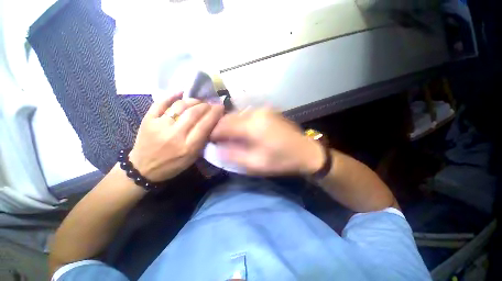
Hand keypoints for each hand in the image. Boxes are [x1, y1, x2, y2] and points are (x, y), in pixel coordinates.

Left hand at [129, 93, 223, 181]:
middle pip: (194, 113)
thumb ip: (203, 139)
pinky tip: (181, 92)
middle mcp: (175, 135)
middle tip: (211, 104)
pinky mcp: (148, 119)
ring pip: (180, 105)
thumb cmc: (173, 164)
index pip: (205, 124)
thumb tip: (212, 122)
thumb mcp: (193, 157)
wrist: (143, 168)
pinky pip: (161, 102)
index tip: (220, 107)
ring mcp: (159, 125)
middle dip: (206, 105)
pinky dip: (172, 95)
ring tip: (198, 101)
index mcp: (188, 146)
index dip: (215, 113)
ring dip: (193, 100)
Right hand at [210, 108, 324, 175]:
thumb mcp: (255, 164)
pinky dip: (240, 122)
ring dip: (230, 125)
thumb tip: (214, 149)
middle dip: (220, 128)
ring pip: (238, 115)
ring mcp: (263, 110)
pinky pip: (247, 114)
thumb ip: (232, 156)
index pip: (223, 125)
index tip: (209, 142)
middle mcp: (256, 112)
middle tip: (217, 140)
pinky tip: (242, 131)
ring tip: (228, 137)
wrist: (306, 152)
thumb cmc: (281, 160)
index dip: (213, 133)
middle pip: (229, 117)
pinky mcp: (268, 111)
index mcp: (253, 125)